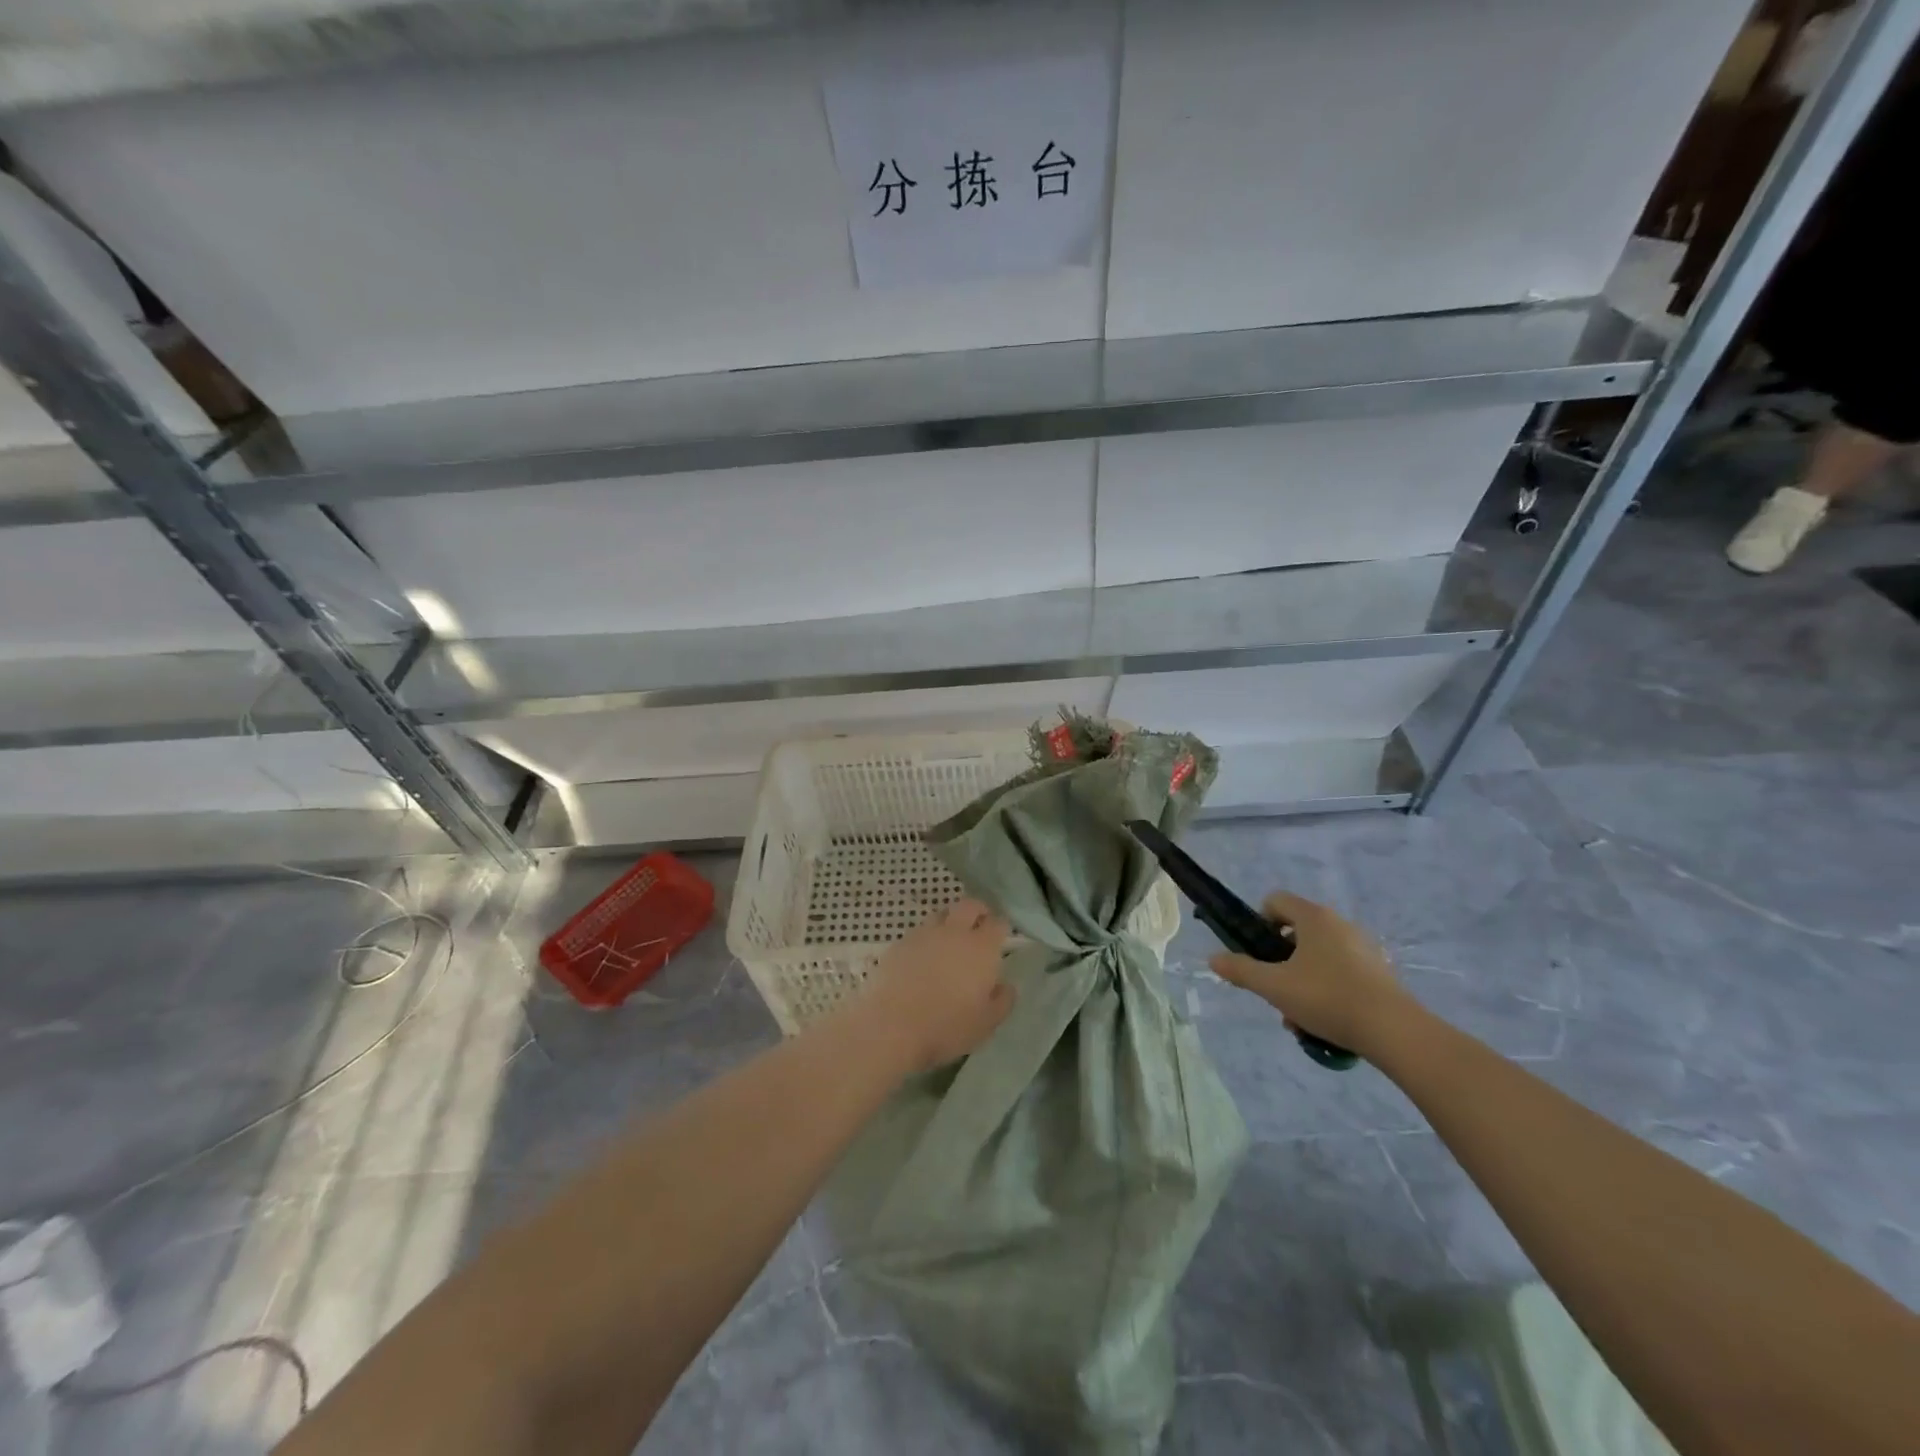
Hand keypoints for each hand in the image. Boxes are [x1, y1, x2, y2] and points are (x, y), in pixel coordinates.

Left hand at [857, 898, 1014, 1072]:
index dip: (1001, 928)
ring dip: (950, 922)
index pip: (999, 923)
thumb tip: (1006, 986)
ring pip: (942, 914)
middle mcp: (955, 932)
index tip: (1001, 939)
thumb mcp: (986, 1024)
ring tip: (949, 944)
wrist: (891, 1026)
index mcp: (982, 948)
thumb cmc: (946, 1027)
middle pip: (969, 905)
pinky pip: (919, 932)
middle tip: (979, 927)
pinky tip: (922, 959)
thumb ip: (1002, 1001)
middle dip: (978, 911)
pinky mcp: (899, 943)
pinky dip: (926, 939)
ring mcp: (924, 934)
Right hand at [1208, 891, 1412, 1058]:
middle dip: (1280, 961)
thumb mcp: (1274, 986)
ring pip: (1317, 956)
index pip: (1275, 901)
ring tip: (1299, 1016)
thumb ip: (1241, 970)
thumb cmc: (1327, 998)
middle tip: (1276, 990)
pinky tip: (1325, 1021)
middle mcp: (1339, 923)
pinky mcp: (1379, 971)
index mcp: (1314, 917)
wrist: (1394, 1031)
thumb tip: (1213, 959)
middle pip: (1295, 932)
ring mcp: (1363, 947)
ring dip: (1301, 979)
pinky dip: (1327, 988)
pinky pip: (1341, 970)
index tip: (1258, 954)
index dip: (1259, 923)